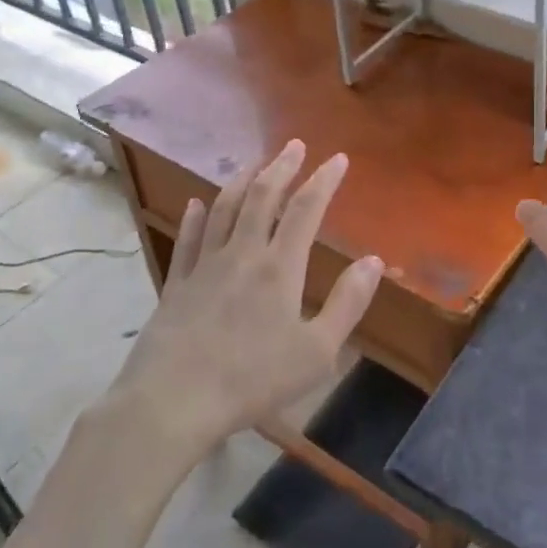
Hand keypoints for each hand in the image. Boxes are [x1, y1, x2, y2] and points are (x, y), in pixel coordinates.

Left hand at [109, 140, 381, 452]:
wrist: (172, 402)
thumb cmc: (252, 380)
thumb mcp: (316, 351)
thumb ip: (348, 303)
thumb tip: (374, 261)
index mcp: (280, 267)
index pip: (306, 210)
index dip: (324, 180)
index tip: (338, 159)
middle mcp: (242, 253)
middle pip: (262, 197)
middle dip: (282, 167)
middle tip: (294, 145)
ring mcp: (204, 266)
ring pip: (224, 209)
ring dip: (241, 180)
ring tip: (254, 163)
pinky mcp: (176, 284)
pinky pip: (188, 239)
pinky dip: (196, 216)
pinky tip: (197, 203)